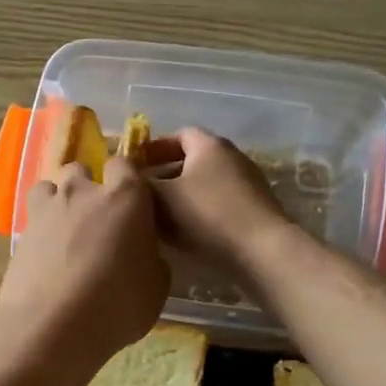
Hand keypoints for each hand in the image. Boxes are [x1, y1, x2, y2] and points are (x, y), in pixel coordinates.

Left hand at [0, 158, 169, 366]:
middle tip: (97, 218)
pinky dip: (41, 228)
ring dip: (59, 200)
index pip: (125, 165)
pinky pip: (33, 217)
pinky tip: (47, 254)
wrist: (52, 325)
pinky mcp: (21, 232)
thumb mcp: (156, 287)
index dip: (127, 179)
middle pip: (82, 170)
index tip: (131, 201)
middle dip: (88, 186)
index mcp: (125, 196)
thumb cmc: (117, 304)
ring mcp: (48, 209)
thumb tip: (143, 255)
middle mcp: (83, 192)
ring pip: (50, 187)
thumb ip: (151, 259)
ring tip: (66, 230)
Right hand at [145, 128, 292, 292]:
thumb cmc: (207, 215)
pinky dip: (200, 212)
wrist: (262, 251)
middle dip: (166, 174)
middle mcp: (232, 156)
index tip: (136, 166)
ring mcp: (248, 183)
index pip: (179, 134)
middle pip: (193, 159)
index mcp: (209, 145)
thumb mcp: (161, 199)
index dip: (154, 148)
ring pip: (205, 184)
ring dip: (183, 196)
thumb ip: (138, 184)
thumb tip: (124, 176)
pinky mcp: (256, 209)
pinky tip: (187, 234)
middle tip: (144, 194)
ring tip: (161, 218)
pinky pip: (220, 203)